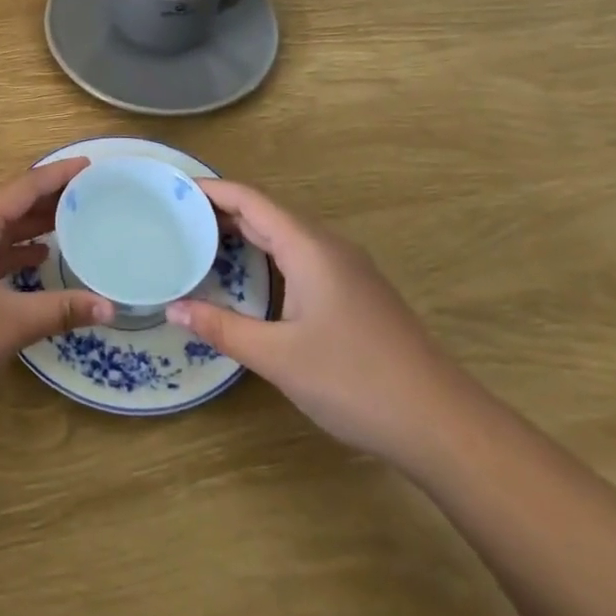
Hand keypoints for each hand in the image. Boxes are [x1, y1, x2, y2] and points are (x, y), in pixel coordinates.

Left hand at [0, 157, 113, 435]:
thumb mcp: (10, 324)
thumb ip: (61, 309)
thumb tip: (110, 307)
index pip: (24, 187)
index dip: (58, 176)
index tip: (90, 164)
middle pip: (10, 204)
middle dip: (49, 201)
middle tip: (92, 196)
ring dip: (31, 227)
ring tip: (73, 224)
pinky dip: (12, 251)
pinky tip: (37, 259)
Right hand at [167, 180, 469, 464]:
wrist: (444, 425)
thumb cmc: (355, 381)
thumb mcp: (278, 357)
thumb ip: (222, 328)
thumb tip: (172, 308)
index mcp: (309, 248)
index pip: (250, 200)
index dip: (211, 190)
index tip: (172, 190)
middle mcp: (329, 247)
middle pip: (267, 213)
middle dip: (221, 212)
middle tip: (175, 220)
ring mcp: (347, 270)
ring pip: (286, 236)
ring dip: (244, 234)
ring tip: (202, 244)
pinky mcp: (356, 293)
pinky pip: (301, 257)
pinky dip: (267, 255)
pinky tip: (250, 279)